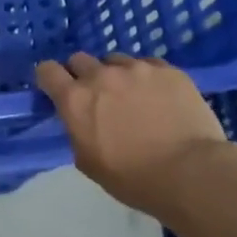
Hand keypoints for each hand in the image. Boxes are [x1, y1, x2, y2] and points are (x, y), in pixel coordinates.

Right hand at [35, 53, 231, 217]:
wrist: (190, 172)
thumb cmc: (132, 177)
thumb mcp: (87, 161)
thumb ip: (77, 131)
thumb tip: (82, 121)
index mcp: (75, 100)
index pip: (47, 70)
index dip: (49, 79)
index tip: (56, 90)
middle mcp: (101, 76)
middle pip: (80, 59)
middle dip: (82, 75)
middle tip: (96, 97)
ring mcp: (137, 69)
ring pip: (116, 60)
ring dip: (116, 74)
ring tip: (132, 96)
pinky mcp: (169, 70)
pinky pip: (148, 65)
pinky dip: (147, 77)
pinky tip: (158, 96)